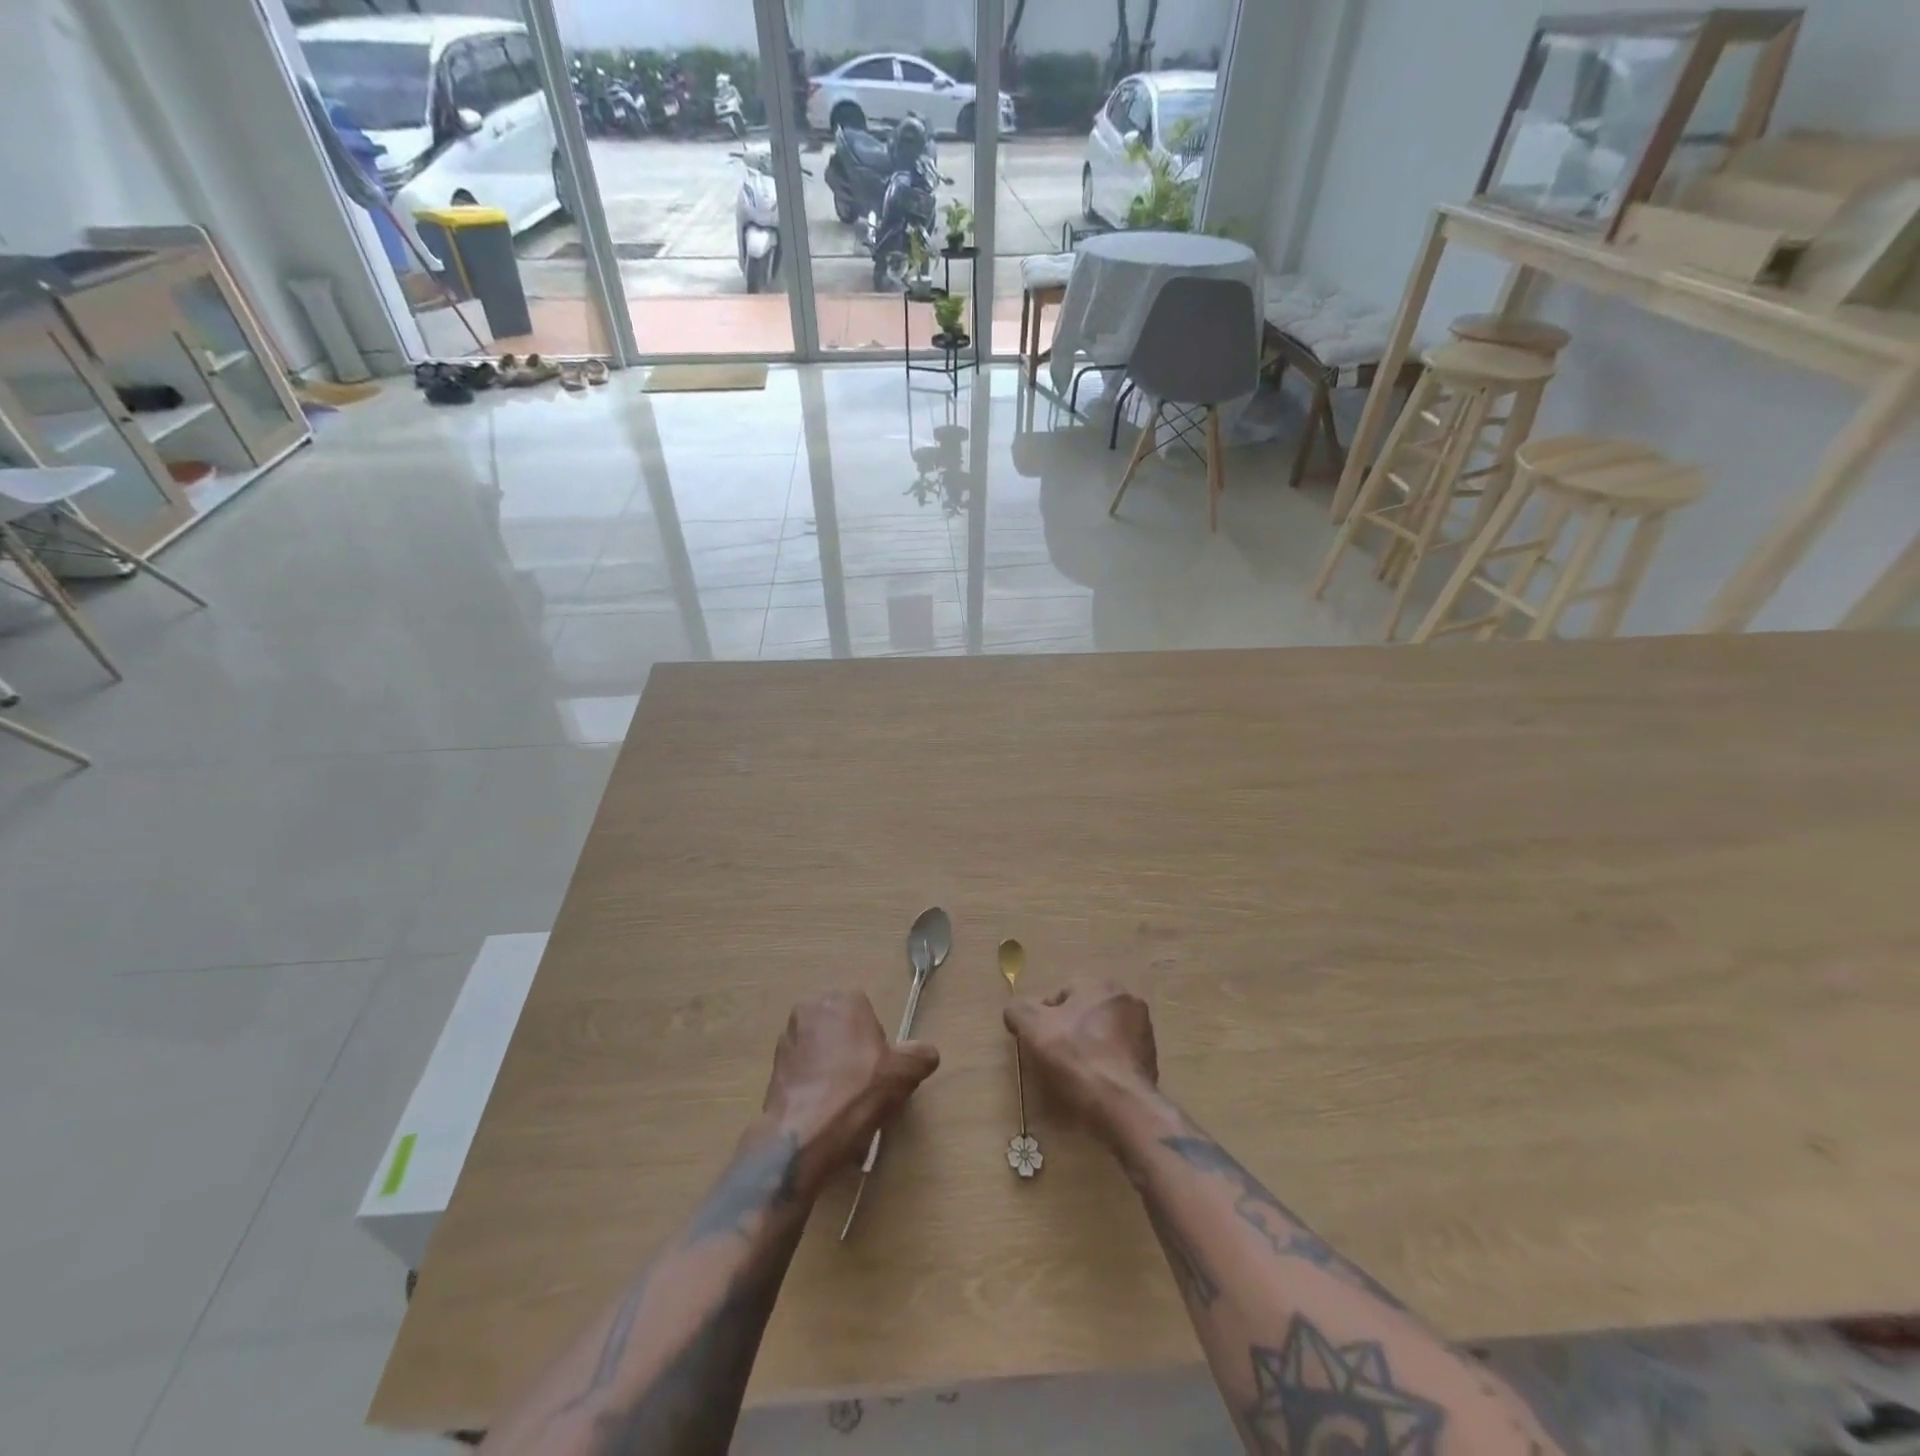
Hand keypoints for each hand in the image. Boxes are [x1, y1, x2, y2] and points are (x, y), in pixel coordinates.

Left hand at [758, 990, 939, 1196]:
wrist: (805, 1134)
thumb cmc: (858, 1091)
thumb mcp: (905, 1073)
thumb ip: (921, 1055)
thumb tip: (926, 1054)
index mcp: (842, 999)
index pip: (866, 1013)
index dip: (876, 1042)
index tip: (879, 1068)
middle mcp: (810, 1008)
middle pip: (841, 1029)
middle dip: (851, 1052)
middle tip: (863, 1085)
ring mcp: (788, 1038)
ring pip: (820, 1050)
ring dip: (830, 1068)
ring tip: (842, 1104)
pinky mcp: (773, 1067)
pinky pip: (802, 1072)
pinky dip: (812, 1086)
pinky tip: (823, 1113)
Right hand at [1005, 980, 1157, 1140]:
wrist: (1122, 1105)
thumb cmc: (1076, 1058)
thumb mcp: (1033, 1027)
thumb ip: (1019, 1010)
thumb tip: (1016, 1011)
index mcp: (1101, 985)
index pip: (1061, 995)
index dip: (1044, 1019)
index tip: (1038, 1043)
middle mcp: (1127, 1001)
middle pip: (1083, 1015)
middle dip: (1067, 1033)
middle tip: (1054, 1060)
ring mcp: (1144, 1032)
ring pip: (1101, 1036)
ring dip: (1088, 1050)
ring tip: (1075, 1077)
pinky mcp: (1151, 1061)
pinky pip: (1117, 1058)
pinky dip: (1105, 1068)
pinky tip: (1095, 1087)